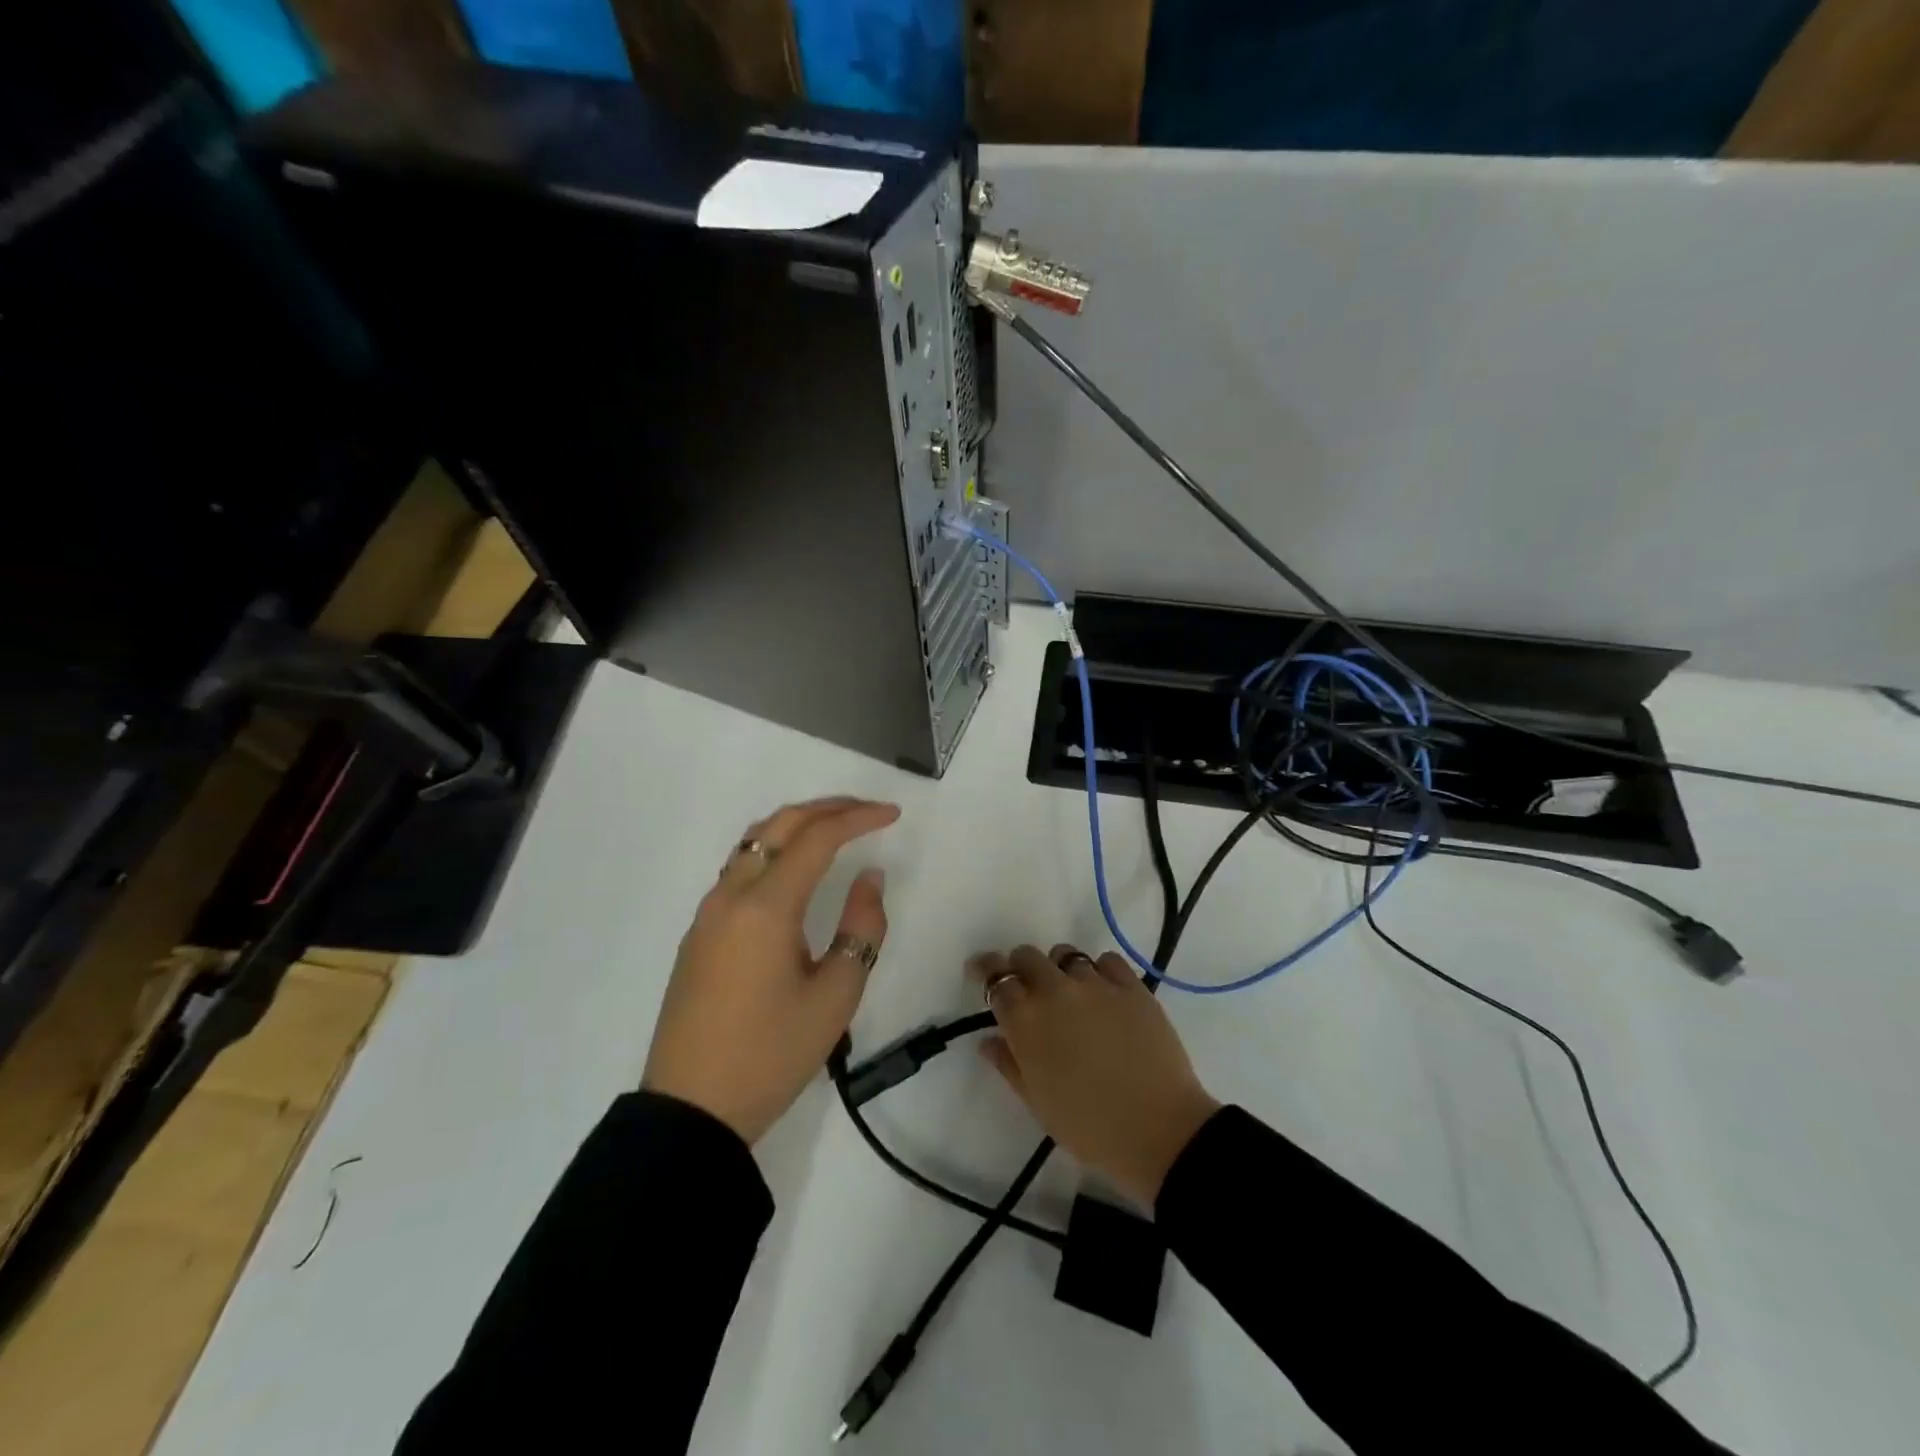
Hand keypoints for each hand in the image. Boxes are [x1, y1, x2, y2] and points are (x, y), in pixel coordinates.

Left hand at [643, 797, 899, 1144]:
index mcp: (765, 907)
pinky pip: (740, 867)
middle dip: (828, 809)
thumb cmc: (771, 1055)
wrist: (691, 1109)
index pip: (817, 838)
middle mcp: (731, 895)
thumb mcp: (835, 996)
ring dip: (797, 825)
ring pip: (754, 841)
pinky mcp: (699, 932)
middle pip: (780, 825)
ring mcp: (708, 912)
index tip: (893, 814)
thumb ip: (861, 928)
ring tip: (837, 830)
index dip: (858, 818)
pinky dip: (775, 849)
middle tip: (868, 811)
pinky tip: (796, 868)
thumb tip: (868, 878)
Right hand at [973, 944, 1219, 1205]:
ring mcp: (1096, 984)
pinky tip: (1103, 992)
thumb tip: (989, 1040)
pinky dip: (1098, 970)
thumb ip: (1009, 1064)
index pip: (995, 978)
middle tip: (1026, 986)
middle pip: (1028, 956)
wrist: (1158, 1131)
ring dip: (1059, 968)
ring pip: (1067, 954)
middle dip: (1020, 966)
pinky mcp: (1132, 987)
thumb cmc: (1088, 1127)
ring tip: (1068, 991)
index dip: (985, 971)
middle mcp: (1056, 991)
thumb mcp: (1037, 1103)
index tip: (981, 971)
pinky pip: (1107, 961)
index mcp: (1026, 1021)